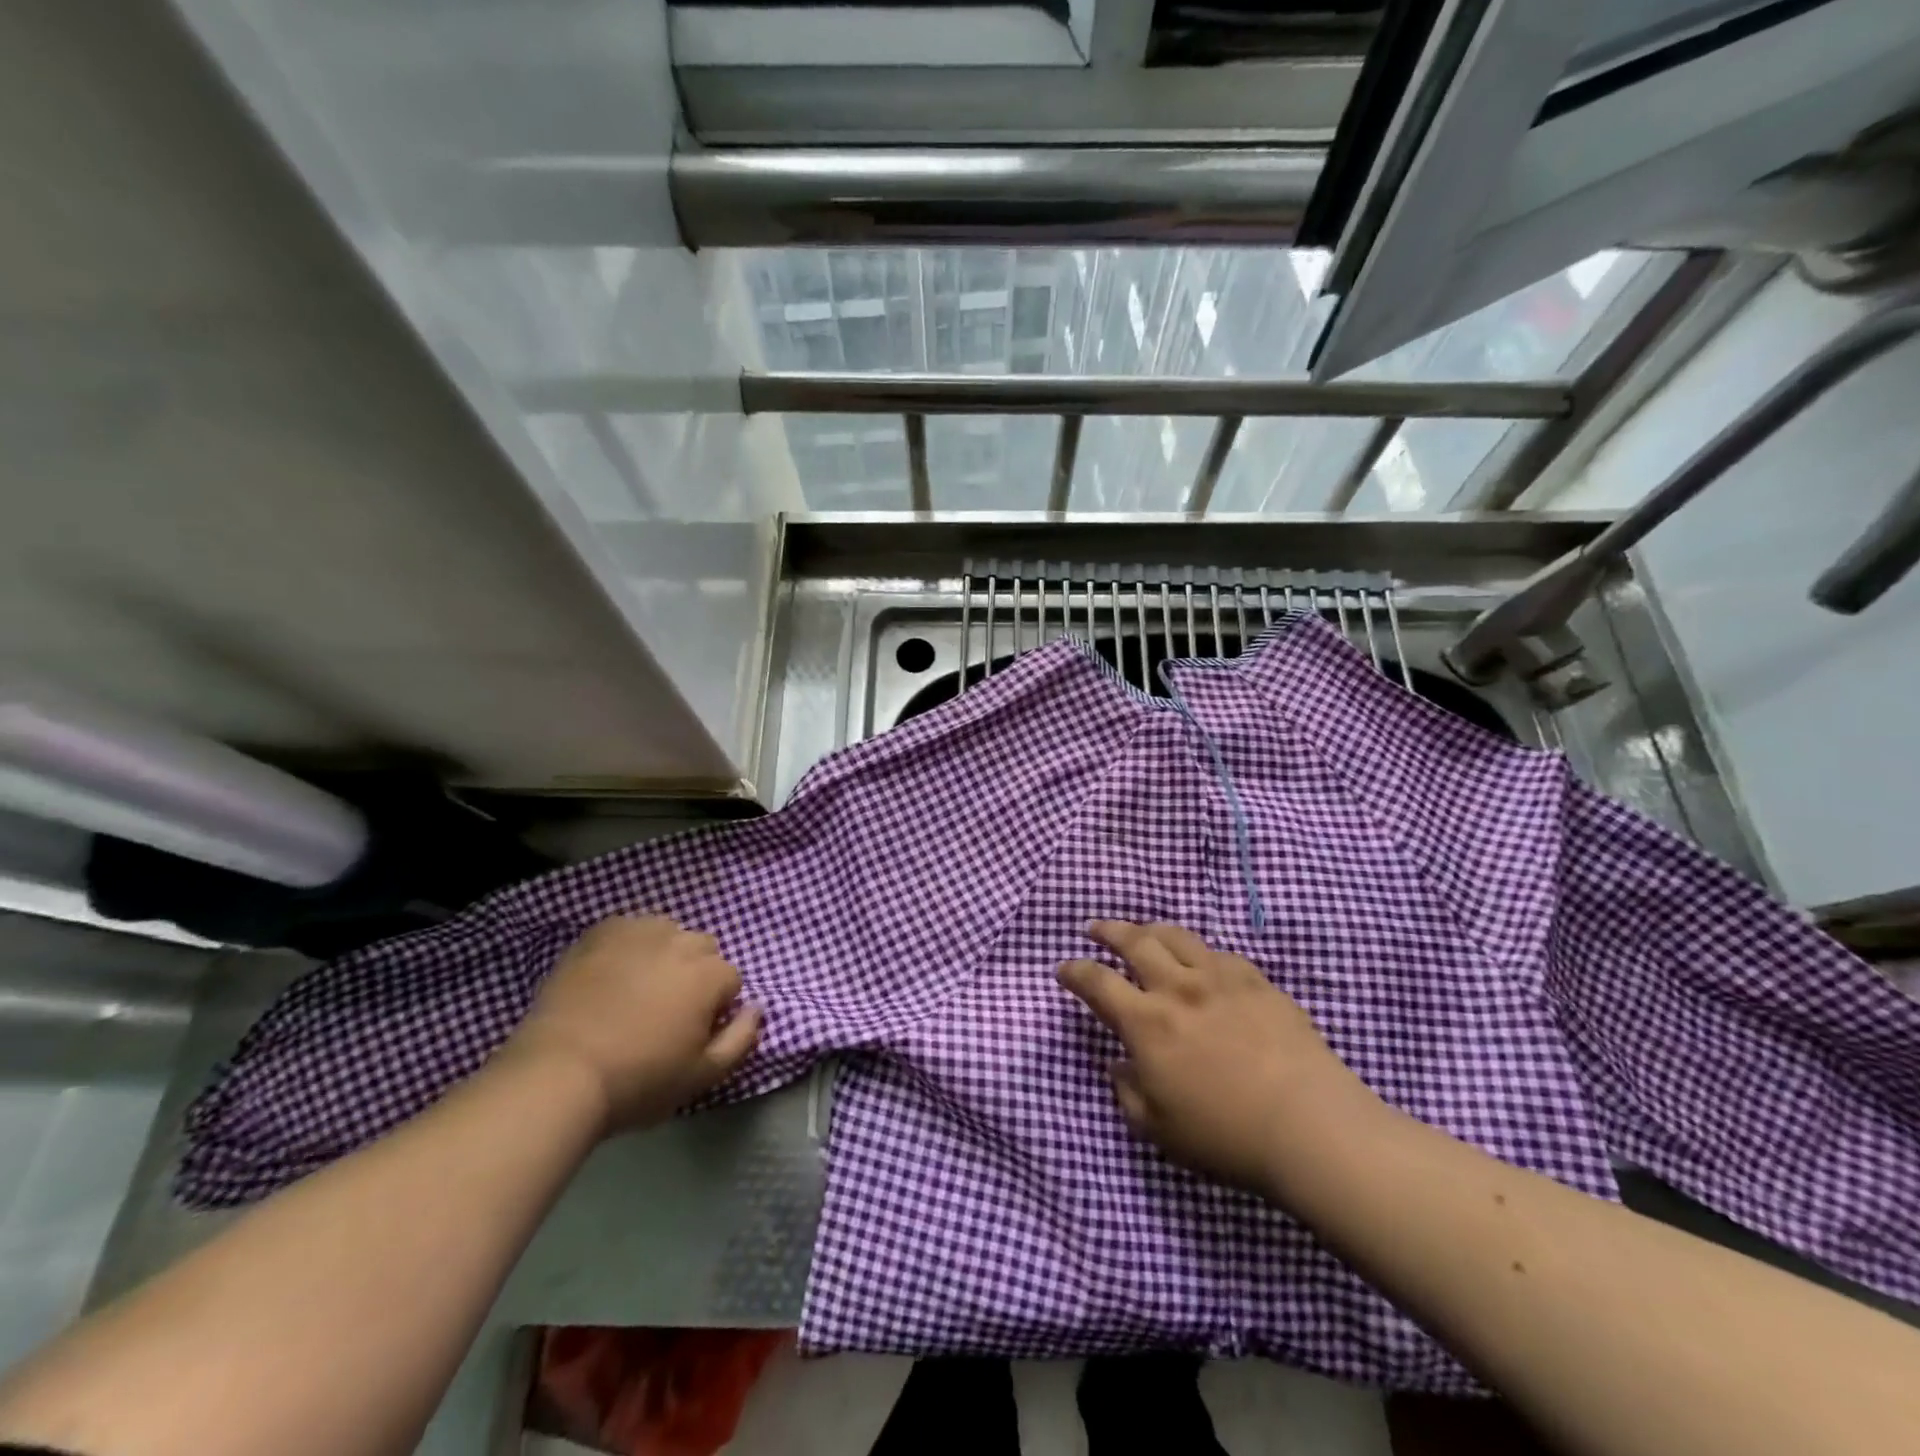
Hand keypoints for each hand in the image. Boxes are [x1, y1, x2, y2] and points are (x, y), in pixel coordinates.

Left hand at [502, 915, 761, 1132]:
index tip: (691, 1033)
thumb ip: (742, 1039)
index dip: (716, 1008)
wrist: (557, 1075)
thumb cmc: (638, 1081)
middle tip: (666, 1011)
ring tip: (639, 987)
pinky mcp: (599, 933)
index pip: (731, 979)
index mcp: (709, 975)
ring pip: (667, 931)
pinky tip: (613, 971)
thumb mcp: (702, 1076)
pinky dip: (629, 943)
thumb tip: (757, 1008)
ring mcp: (637, 932)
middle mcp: (679, 942)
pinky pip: (629, 927)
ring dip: (664, 952)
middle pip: (703, 948)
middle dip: (695, 973)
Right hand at [1057, 921, 1381, 1198]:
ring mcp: (1220, 978)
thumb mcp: (1159, 1129)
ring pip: (1176, 936)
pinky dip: (1200, 953)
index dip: (1075, 971)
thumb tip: (1120, 1065)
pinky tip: (1203, 964)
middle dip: (1108, 931)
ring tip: (1144, 933)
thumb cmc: (1226, 1135)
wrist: (1310, 1126)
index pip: (1097, 982)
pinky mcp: (1256, 981)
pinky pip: (1219, 954)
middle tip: (1095, 929)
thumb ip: (1128, 1092)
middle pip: (1134, 940)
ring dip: (1151, 930)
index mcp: (1146, 1022)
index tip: (1065, 969)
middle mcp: (1177, 987)